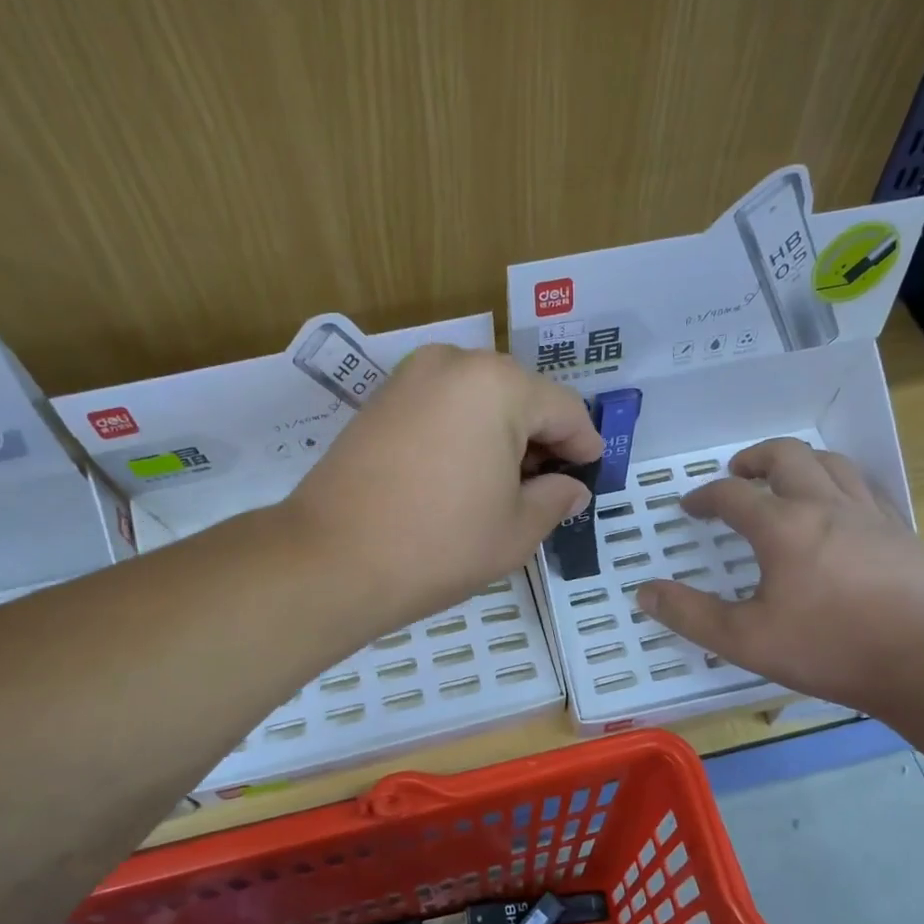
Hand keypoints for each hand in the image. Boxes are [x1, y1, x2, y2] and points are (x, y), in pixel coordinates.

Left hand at [286, 345, 602, 625]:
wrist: (331, 560)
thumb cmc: (439, 545)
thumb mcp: (516, 530)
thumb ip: (555, 499)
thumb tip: (571, 488)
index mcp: (497, 386)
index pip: (563, 409)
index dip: (585, 444)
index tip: (592, 475)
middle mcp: (454, 363)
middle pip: (521, 396)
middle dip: (542, 439)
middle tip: (548, 487)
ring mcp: (410, 377)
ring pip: (480, 399)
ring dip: (502, 434)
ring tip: (505, 486)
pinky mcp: (381, 400)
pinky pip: (443, 406)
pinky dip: (464, 432)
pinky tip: (463, 475)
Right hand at [635, 438, 923, 714]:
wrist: (923, 661)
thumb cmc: (827, 648)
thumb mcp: (744, 640)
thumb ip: (690, 615)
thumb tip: (645, 593)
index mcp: (782, 527)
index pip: (732, 494)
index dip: (705, 497)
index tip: (691, 507)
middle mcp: (824, 505)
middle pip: (786, 456)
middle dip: (754, 459)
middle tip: (738, 473)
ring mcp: (868, 513)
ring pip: (831, 462)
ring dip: (799, 463)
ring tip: (785, 481)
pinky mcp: (900, 530)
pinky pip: (864, 486)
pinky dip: (839, 483)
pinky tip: (838, 507)